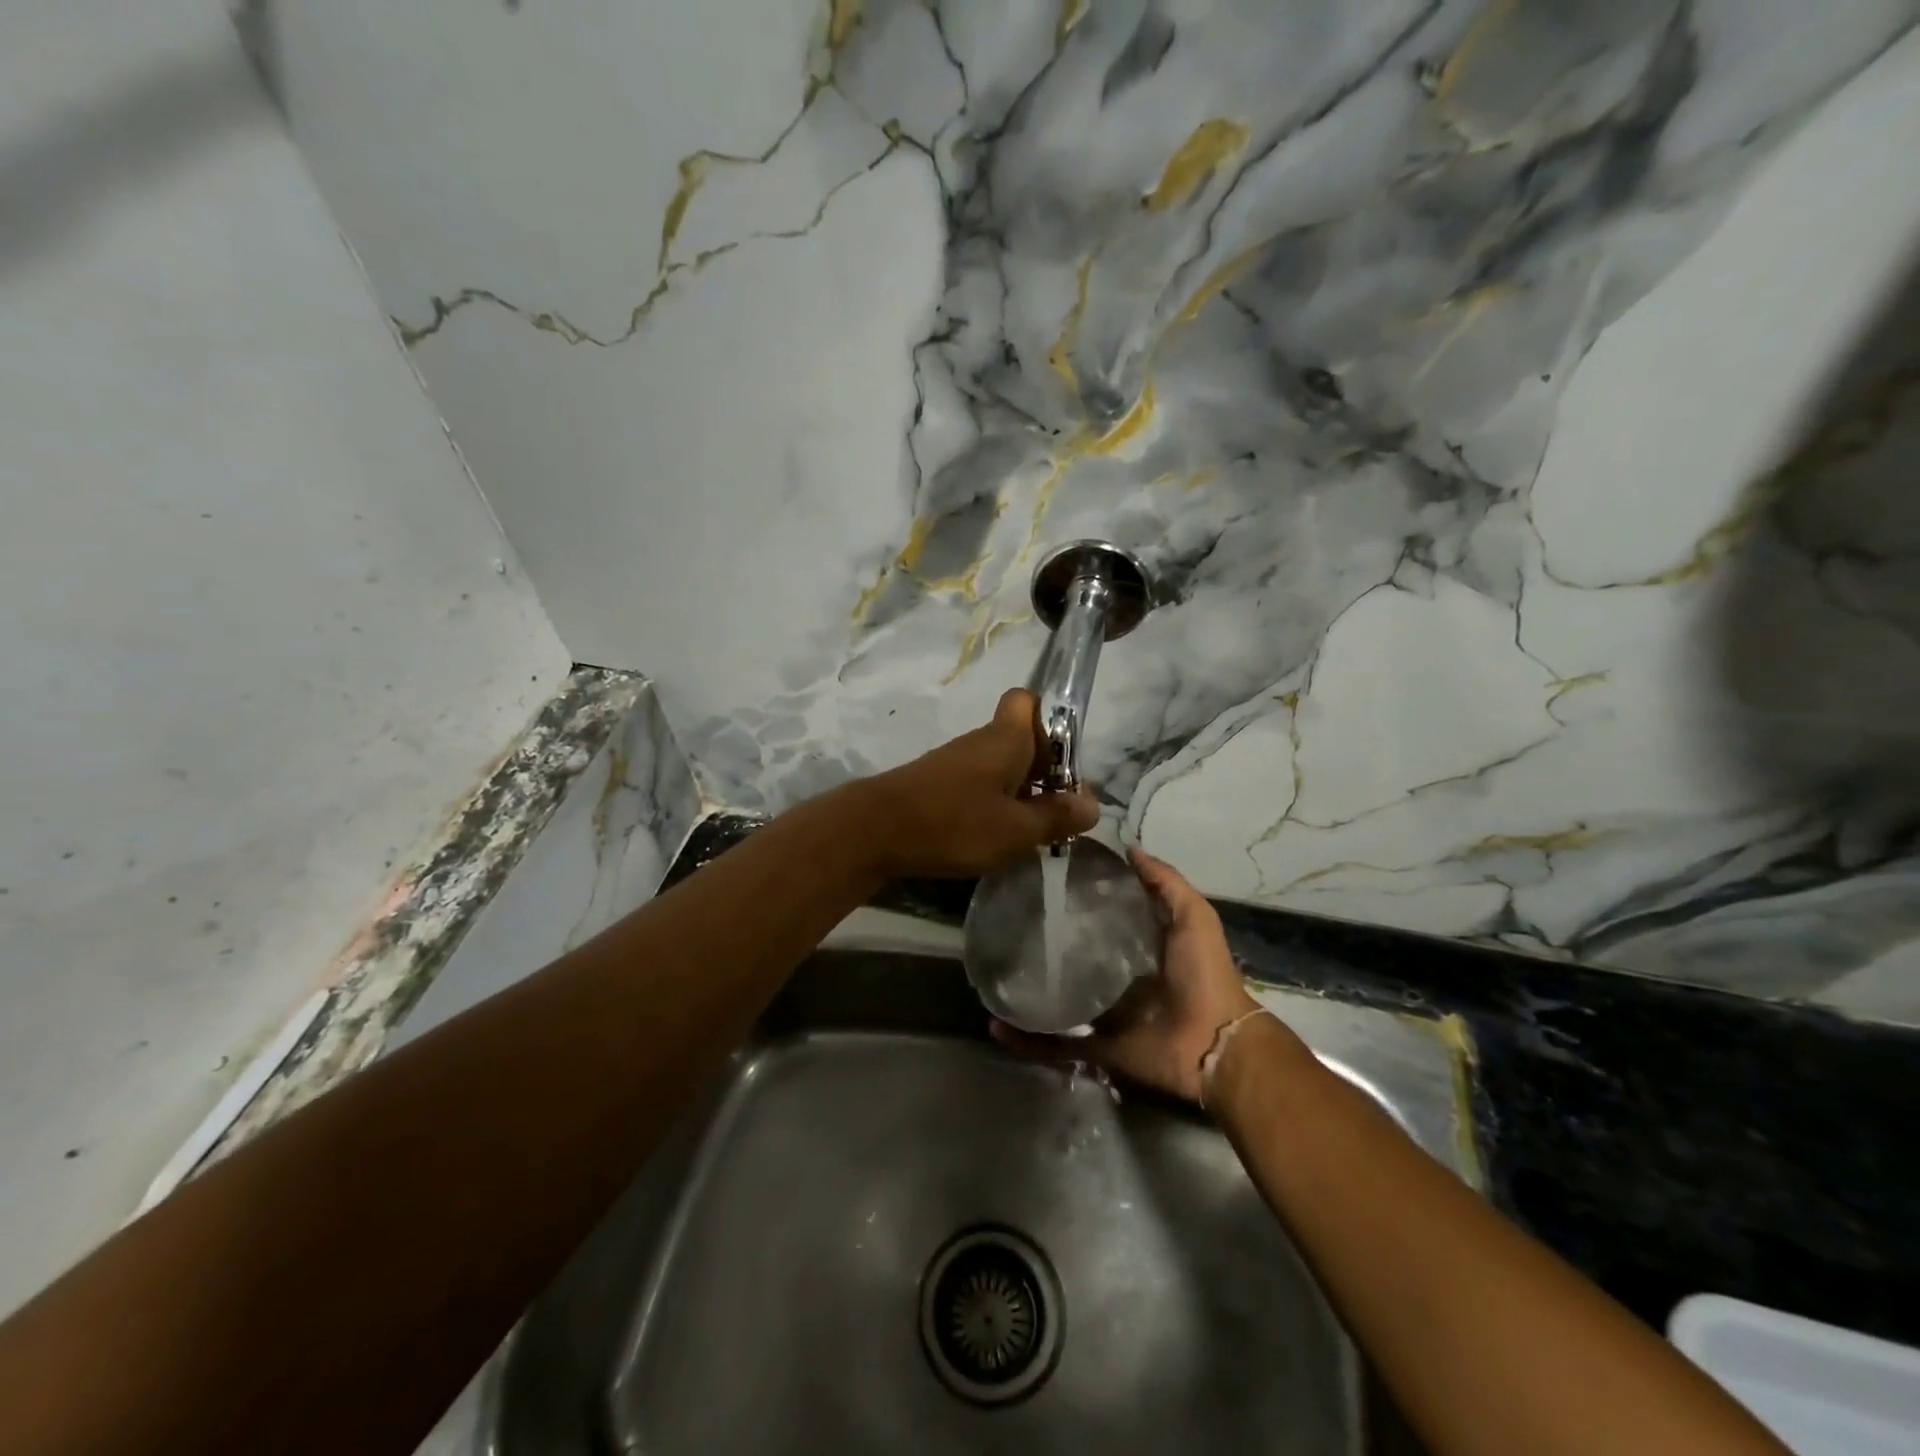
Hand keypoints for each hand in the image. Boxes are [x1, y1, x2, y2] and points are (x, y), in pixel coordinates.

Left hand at [855, 689, 1098, 878]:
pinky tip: (995, 837)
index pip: (1029, 700)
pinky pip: (980, 785)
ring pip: (1002, 765)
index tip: (1065, 765)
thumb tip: (1093, 805)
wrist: (873, 831)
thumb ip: (1057, 817)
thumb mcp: (1016, 830)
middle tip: (1057, 812)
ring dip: (1022, 792)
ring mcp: (957, 763)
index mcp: (1006, 738)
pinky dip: (995, 805)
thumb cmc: (953, 823)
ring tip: (1031, 833)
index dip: (1053, 723)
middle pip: (1023, 739)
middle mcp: (982, 741)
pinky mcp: (938, 784)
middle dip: (1046, 771)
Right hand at [993, 848, 1272, 1102]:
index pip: (1103, 920)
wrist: (1214, 1042)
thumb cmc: (1203, 973)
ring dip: (1028, 992)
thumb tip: (1130, 848)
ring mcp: (1105, 1015)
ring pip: (1058, 1001)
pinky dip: (1027, 1039)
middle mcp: (1119, 979)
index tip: (1046, 880)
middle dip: (1046, 945)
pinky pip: (1056, 1044)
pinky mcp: (1097, 1045)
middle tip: (1010, 923)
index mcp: (1141, 950)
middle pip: (1076, 959)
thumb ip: (1165, 882)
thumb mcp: (1192, 916)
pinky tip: (996, 1025)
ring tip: (992, 974)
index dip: (1079, 901)